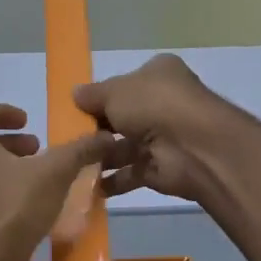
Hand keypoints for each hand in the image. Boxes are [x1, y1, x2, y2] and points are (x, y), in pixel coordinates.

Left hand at [0, 102, 112, 260]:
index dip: (2, 111)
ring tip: (38, 180)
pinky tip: (30, 209)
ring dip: (7, 169)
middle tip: (38, 151)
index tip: (28, 122)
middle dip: (10, 144)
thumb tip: (105, 137)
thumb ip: (78, 151)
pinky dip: (2, 194)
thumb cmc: (12, 206)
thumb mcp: (53, 173)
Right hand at [75, 54, 236, 203]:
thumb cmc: (153, 105)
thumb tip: (74, 94)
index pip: (124, 85)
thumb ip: (92, 95)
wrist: (192, 147)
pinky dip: (110, 181)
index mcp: (158, 75)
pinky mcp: (161, 169)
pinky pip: (130, 174)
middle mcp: (164, 104)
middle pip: (122, 118)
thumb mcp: (115, 91)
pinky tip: (86, 185)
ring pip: (124, 148)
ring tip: (71, 164)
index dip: (100, 97)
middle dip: (97, 130)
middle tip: (68, 140)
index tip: (75, 110)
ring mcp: (164, 138)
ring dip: (100, 157)